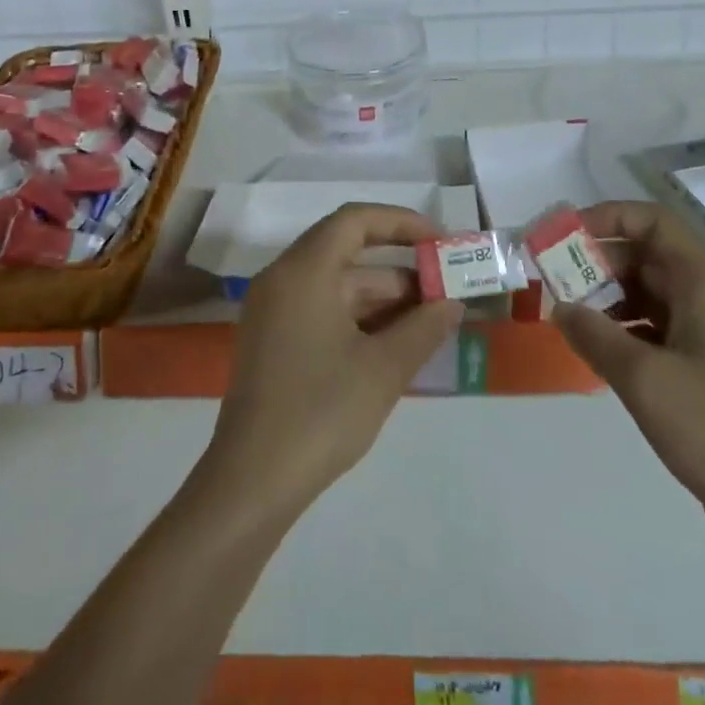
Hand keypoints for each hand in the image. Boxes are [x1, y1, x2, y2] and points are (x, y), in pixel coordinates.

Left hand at [203, 203, 463, 515]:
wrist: (252, 482)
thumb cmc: (321, 413)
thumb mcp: (382, 369)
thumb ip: (423, 328)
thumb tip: (451, 304)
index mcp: (303, 271)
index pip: (354, 221)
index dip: (400, 223)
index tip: (438, 242)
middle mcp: (282, 279)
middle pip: (346, 252)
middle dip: (399, 269)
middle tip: (445, 288)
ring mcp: (273, 310)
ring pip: (336, 285)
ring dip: (382, 297)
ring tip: (431, 319)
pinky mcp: (273, 340)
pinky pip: (321, 309)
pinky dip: (358, 317)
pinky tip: (394, 342)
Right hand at [553, 201, 704, 568]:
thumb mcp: (644, 379)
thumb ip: (594, 335)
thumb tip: (560, 306)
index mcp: (704, 285)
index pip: (653, 222)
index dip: (607, 218)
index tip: (565, 238)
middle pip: (648, 257)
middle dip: (598, 263)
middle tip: (555, 284)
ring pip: (651, 296)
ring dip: (609, 300)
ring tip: (570, 320)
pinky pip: (659, 330)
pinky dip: (626, 331)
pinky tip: (599, 354)